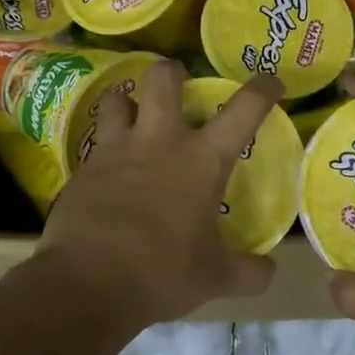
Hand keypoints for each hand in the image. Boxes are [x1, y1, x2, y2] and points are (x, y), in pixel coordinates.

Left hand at [38, 60, 282, 327]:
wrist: (88, 282)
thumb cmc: (162, 273)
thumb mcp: (216, 277)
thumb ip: (248, 272)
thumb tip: (268, 271)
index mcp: (202, 160)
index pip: (243, 110)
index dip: (262, 90)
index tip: (271, 83)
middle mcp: (159, 141)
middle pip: (163, 78)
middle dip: (172, 72)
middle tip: (178, 85)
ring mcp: (116, 150)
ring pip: (117, 99)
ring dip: (127, 100)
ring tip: (133, 115)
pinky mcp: (84, 168)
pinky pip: (95, 141)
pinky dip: (105, 144)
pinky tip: (109, 167)